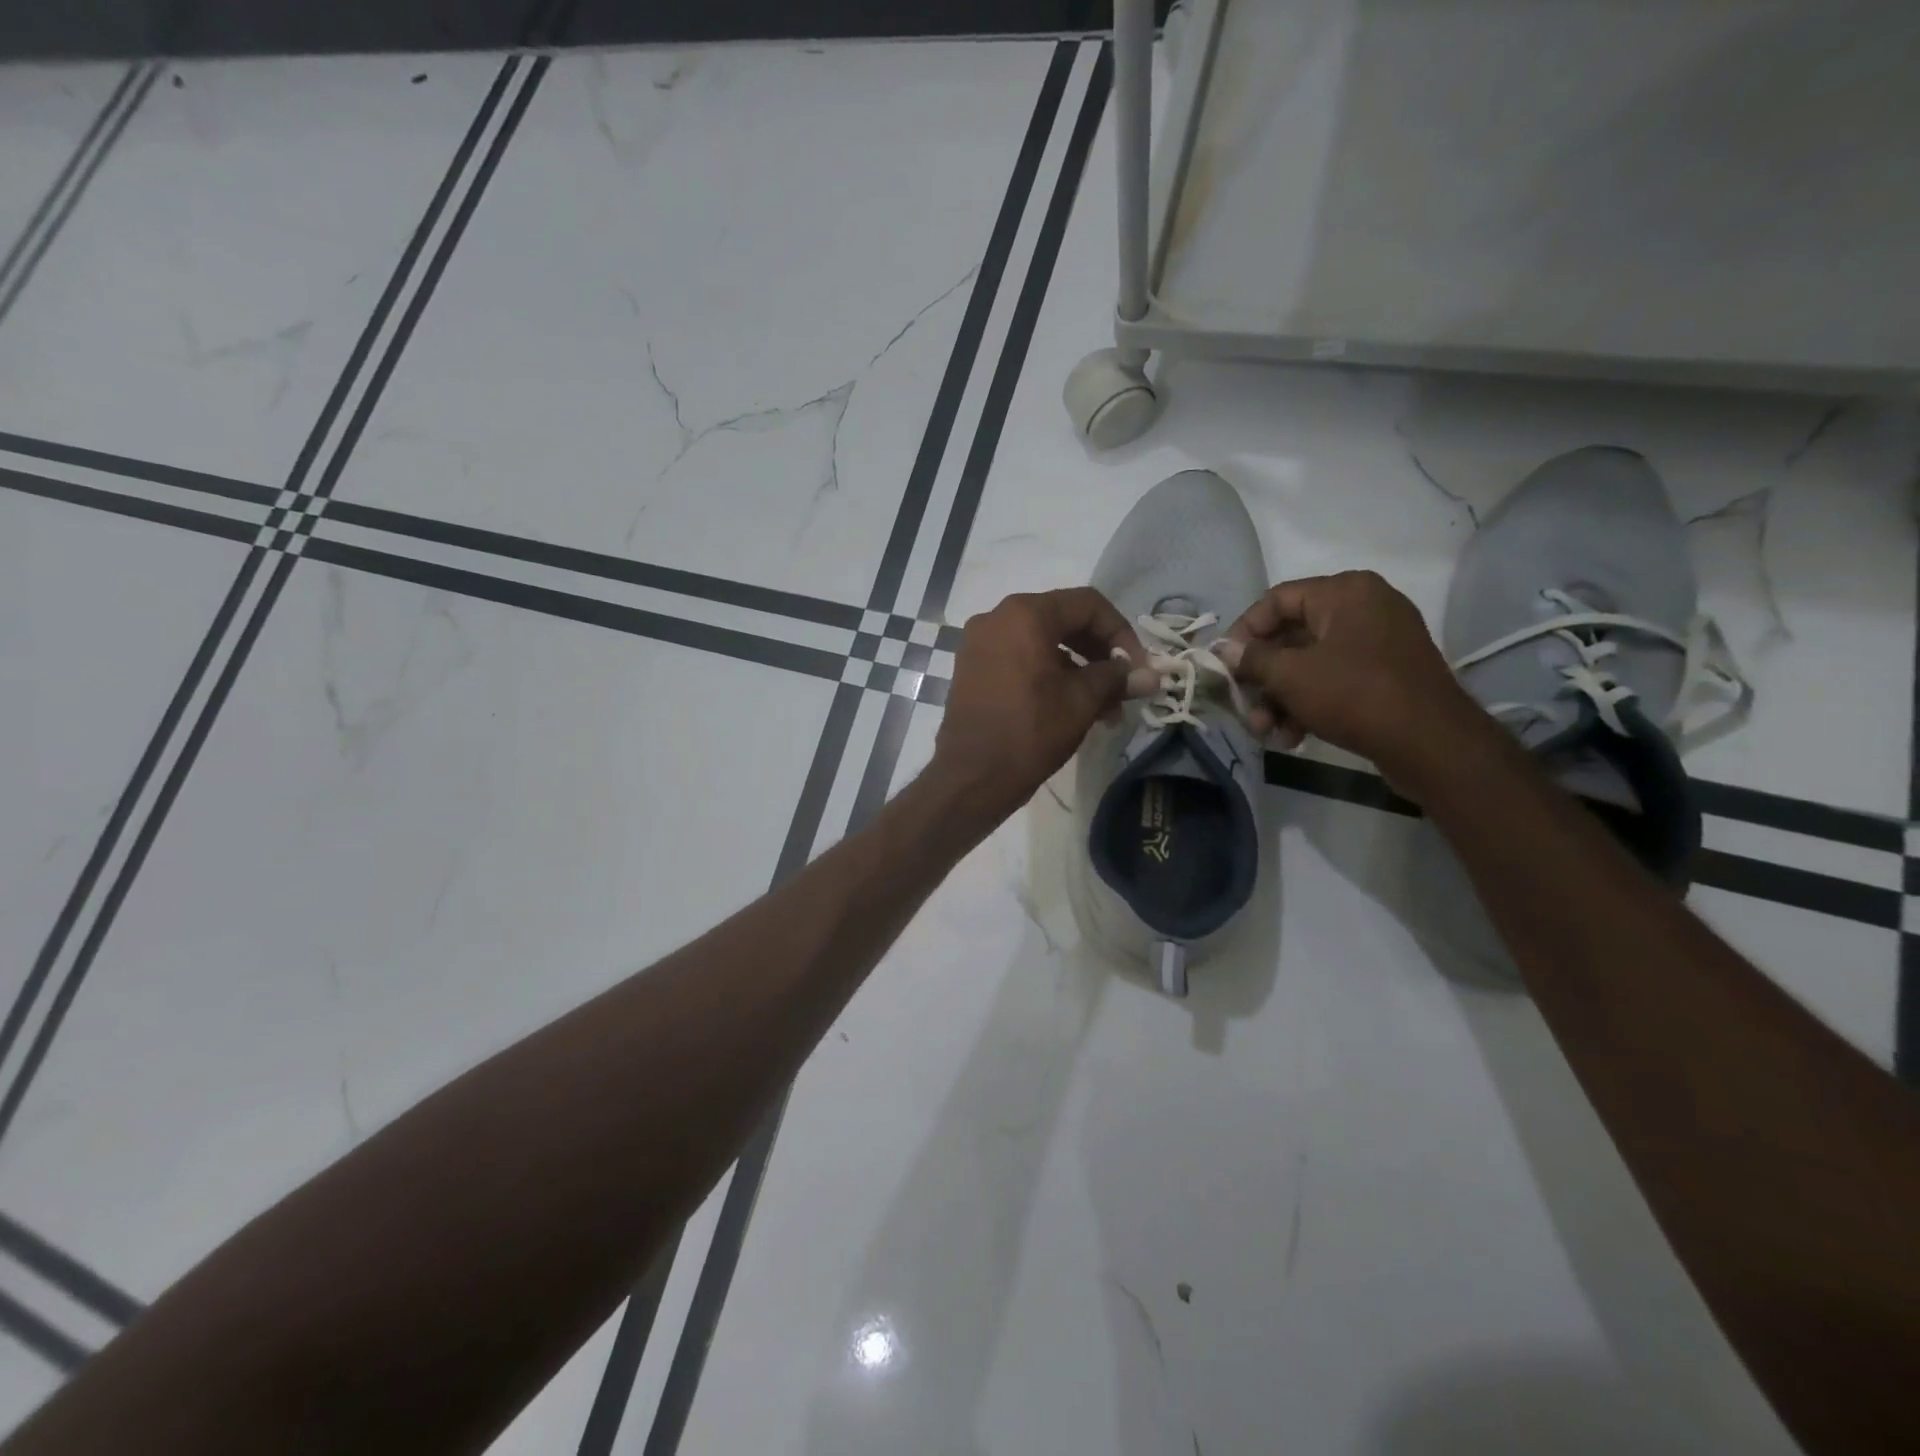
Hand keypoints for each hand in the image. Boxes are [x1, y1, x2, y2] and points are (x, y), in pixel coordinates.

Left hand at [933, 588, 1151, 818]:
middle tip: (1123, 687)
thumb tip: (1150, 675)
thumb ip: (1117, 678)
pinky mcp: (972, 669)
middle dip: (1099, 653)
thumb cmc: (1030, 731)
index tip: (1138, 667)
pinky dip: (1048, 675)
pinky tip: (1071, 707)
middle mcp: (997, 618)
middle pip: (1063, 620)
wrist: (972, 776)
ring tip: (1104, 709)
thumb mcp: (1083, 701)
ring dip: (1077, 669)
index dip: (1121, 632)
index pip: (1088, 605)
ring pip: (1042, 643)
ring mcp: (979, 644)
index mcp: (1025, 614)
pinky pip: (1019, 659)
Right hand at [1219, 571, 1493, 791]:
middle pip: (1291, 636)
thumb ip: (1252, 659)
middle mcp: (1363, 607)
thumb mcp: (1291, 676)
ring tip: (1265, 731)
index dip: (1243, 632)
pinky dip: (1308, 703)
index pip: (1276, 600)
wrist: (1431, 743)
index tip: (1223, 664)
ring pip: (1310, 664)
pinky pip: (1334, 679)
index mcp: (1344, 592)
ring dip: (1280, 698)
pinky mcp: (1385, 674)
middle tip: (1242, 706)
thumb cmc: (1354, 694)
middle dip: (1261, 677)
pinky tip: (1291, 736)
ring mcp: (1378, 642)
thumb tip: (1224, 650)